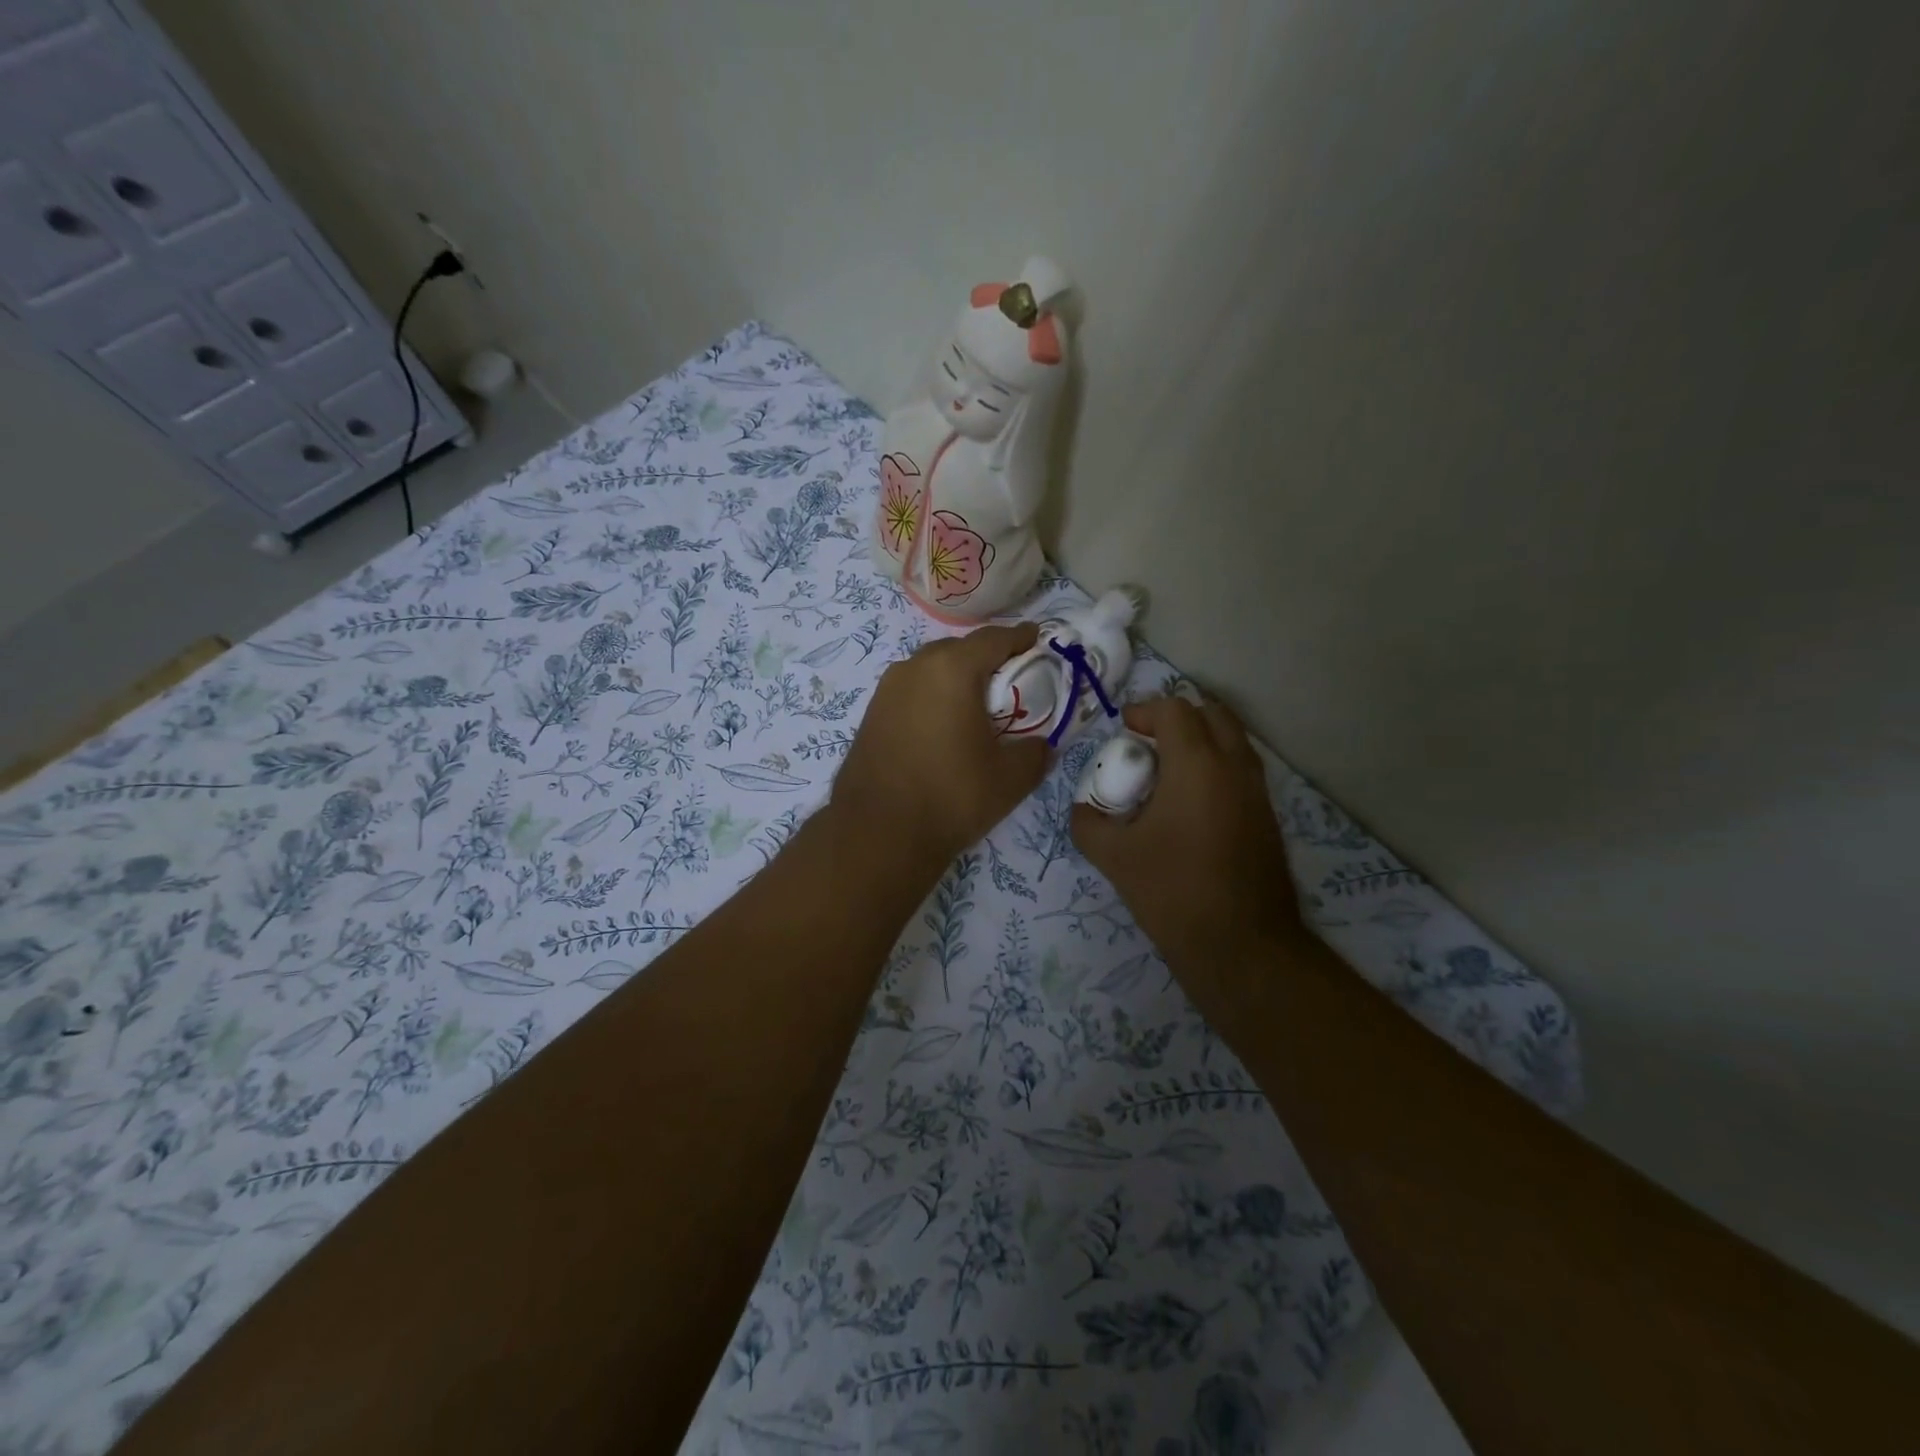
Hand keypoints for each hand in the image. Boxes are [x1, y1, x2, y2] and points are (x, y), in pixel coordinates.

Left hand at [830, 623, 1050, 871]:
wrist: (877, 833)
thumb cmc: (951, 796)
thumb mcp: (1011, 778)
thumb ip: (1037, 752)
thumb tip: (1042, 745)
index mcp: (952, 669)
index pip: (994, 639)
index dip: (1020, 637)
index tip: (1037, 640)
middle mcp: (915, 667)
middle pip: (960, 649)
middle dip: (987, 658)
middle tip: (1011, 680)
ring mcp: (887, 689)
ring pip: (931, 669)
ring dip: (956, 677)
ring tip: (977, 704)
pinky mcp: (872, 713)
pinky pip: (912, 691)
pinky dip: (933, 696)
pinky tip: (943, 724)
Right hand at [1071, 696, 1297, 1019]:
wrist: (1242, 946)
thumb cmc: (1174, 892)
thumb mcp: (1114, 857)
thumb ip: (1088, 824)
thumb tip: (1083, 811)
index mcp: (1197, 765)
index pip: (1174, 710)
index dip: (1144, 711)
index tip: (1122, 730)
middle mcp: (1234, 767)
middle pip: (1212, 714)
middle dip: (1177, 718)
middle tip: (1148, 742)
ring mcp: (1258, 792)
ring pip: (1232, 742)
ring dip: (1200, 742)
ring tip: (1167, 773)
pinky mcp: (1268, 818)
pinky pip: (1241, 772)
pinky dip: (1216, 768)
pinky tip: (1189, 806)